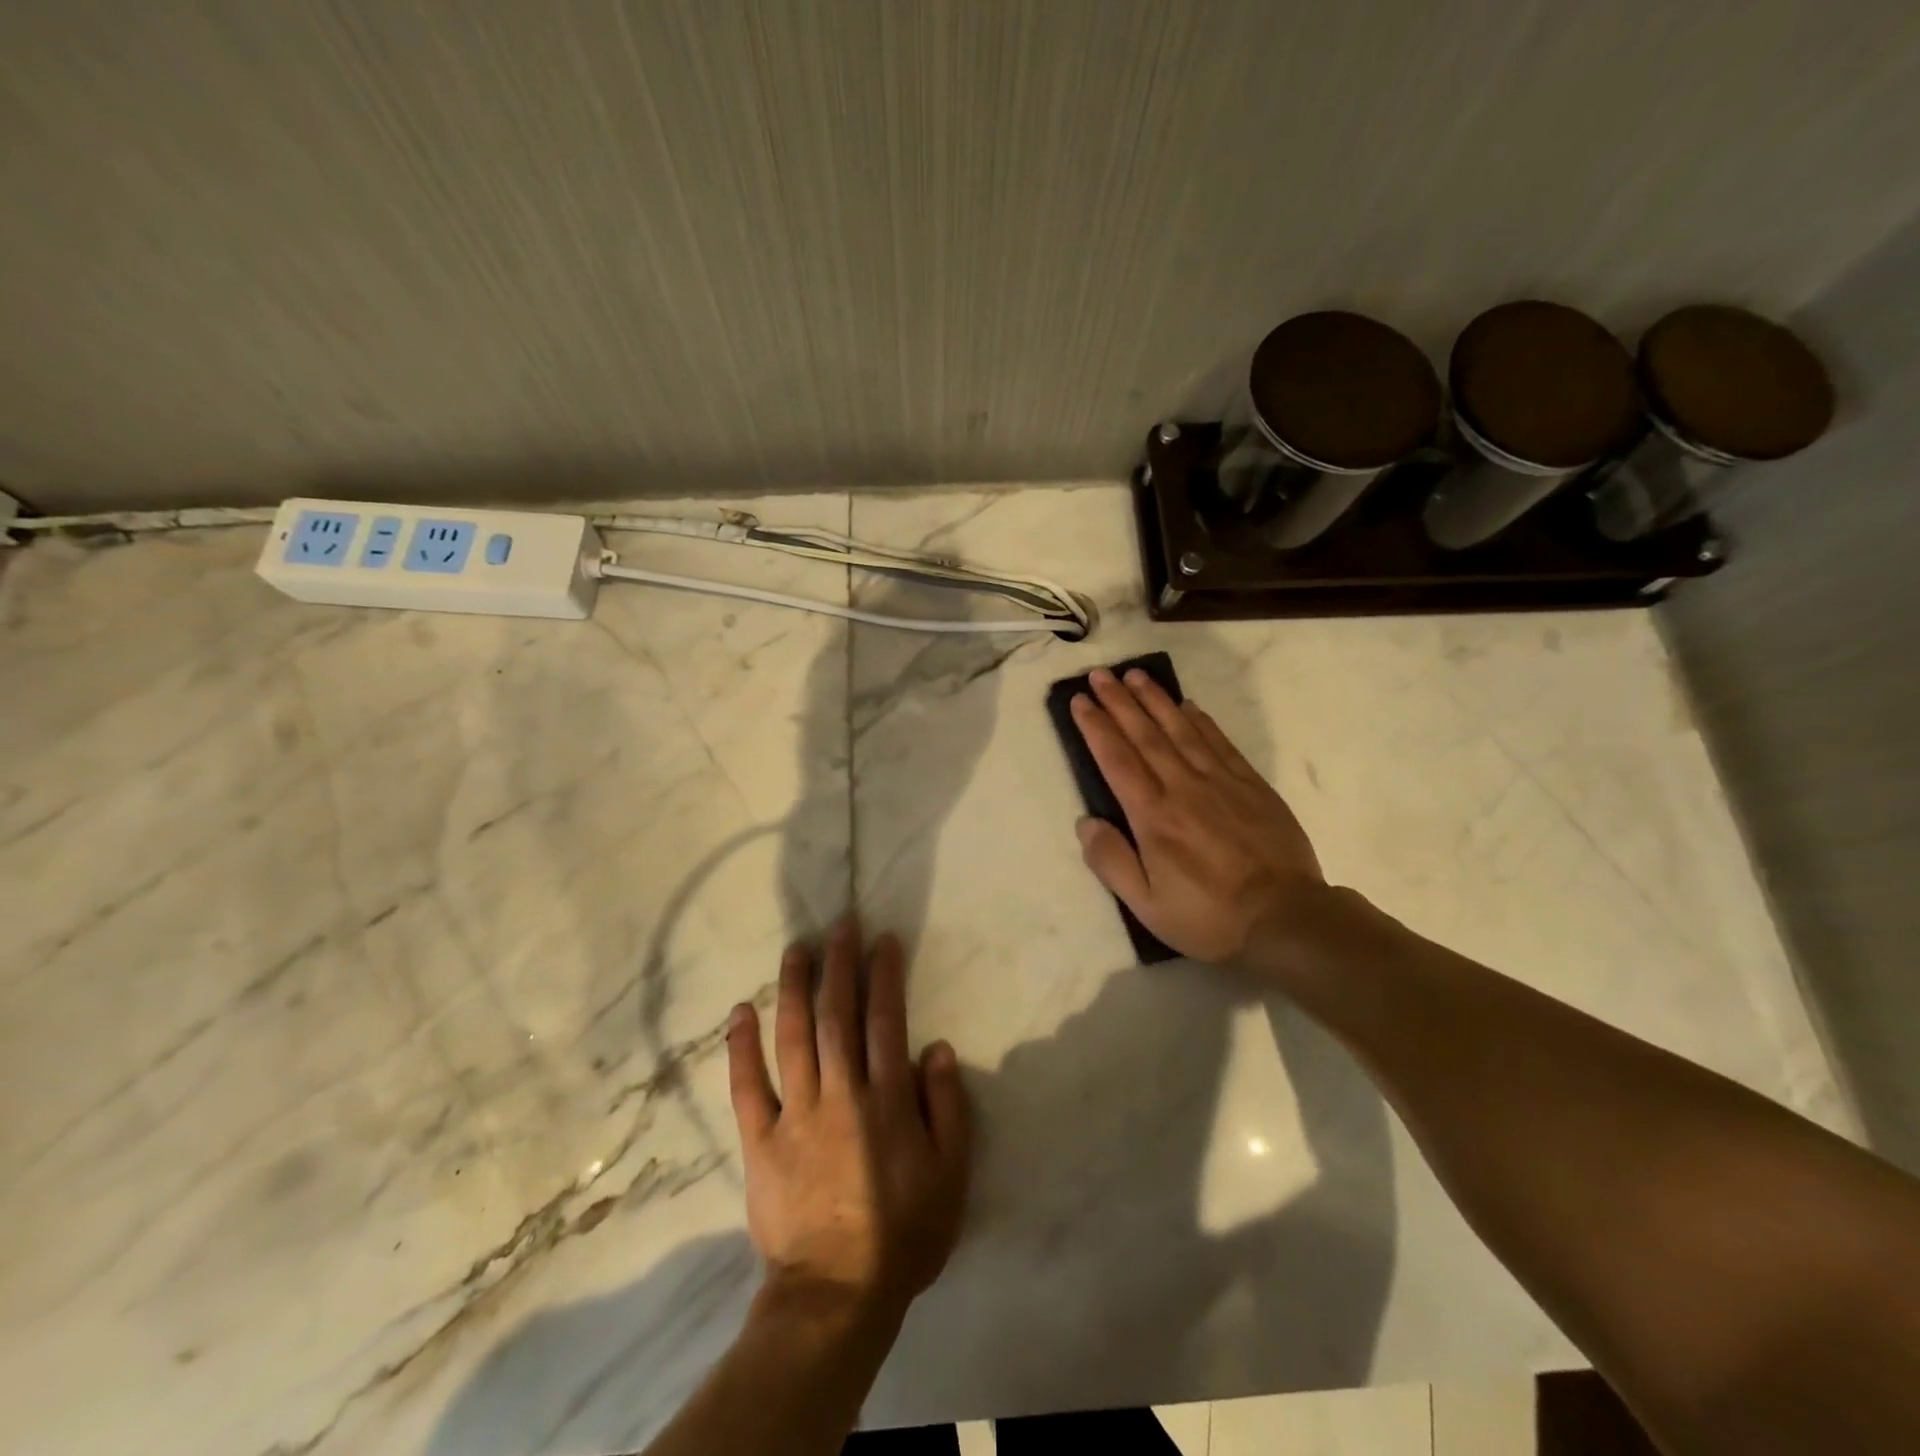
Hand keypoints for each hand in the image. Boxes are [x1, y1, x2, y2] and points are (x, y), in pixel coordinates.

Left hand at [726, 918, 971, 1321]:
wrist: (836, 1296)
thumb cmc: (902, 1234)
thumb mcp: (951, 1176)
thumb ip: (948, 1108)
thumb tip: (938, 1048)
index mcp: (886, 1099)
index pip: (885, 1021)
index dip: (883, 975)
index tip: (881, 940)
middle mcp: (840, 1093)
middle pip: (837, 1015)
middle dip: (839, 965)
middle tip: (839, 925)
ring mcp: (795, 1114)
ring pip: (792, 1036)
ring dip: (794, 987)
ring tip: (796, 948)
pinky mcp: (760, 1141)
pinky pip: (746, 1086)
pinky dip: (741, 1046)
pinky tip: (740, 1012)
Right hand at [1071, 666, 1327, 969]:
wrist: (1286, 918)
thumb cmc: (1208, 916)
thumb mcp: (1146, 905)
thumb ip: (1111, 862)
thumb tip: (1086, 822)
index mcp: (1153, 817)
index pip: (1116, 759)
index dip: (1095, 727)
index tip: (1080, 701)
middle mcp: (1183, 788)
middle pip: (1145, 734)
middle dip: (1119, 701)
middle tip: (1100, 674)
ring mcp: (1221, 782)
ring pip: (1181, 730)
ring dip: (1155, 700)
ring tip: (1135, 675)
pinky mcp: (1251, 785)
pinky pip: (1220, 742)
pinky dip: (1201, 720)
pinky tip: (1188, 705)